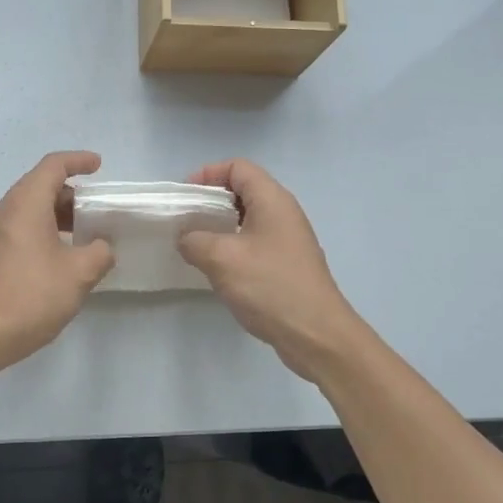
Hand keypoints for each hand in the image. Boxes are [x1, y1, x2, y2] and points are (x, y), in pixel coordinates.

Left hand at [0, 151, 115, 366]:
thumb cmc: (32, 295)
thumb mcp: (79, 273)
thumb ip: (99, 253)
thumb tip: (101, 247)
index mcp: (26, 204)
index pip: (53, 166)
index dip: (78, 161)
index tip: (98, 166)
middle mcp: (6, 211)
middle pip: (39, 185)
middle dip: (70, 192)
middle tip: (95, 209)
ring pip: (29, 209)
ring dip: (56, 214)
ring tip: (83, 233)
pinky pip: (20, 228)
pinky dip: (43, 230)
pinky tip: (61, 255)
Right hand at [177, 159, 368, 380]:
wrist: (316, 335)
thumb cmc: (270, 286)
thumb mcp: (221, 259)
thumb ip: (194, 241)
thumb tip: (186, 238)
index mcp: (272, 200)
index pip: (238, 168)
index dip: (208, 174)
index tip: (185, 196)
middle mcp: (283, 213)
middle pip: (243, 190)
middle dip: (211, 201)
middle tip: (185, 220)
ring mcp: (288, 240)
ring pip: (248, 219)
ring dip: (220, 226)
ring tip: (195, 244)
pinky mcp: (287, 264)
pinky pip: (254, 242)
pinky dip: (232, 246)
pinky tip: (217, 269)